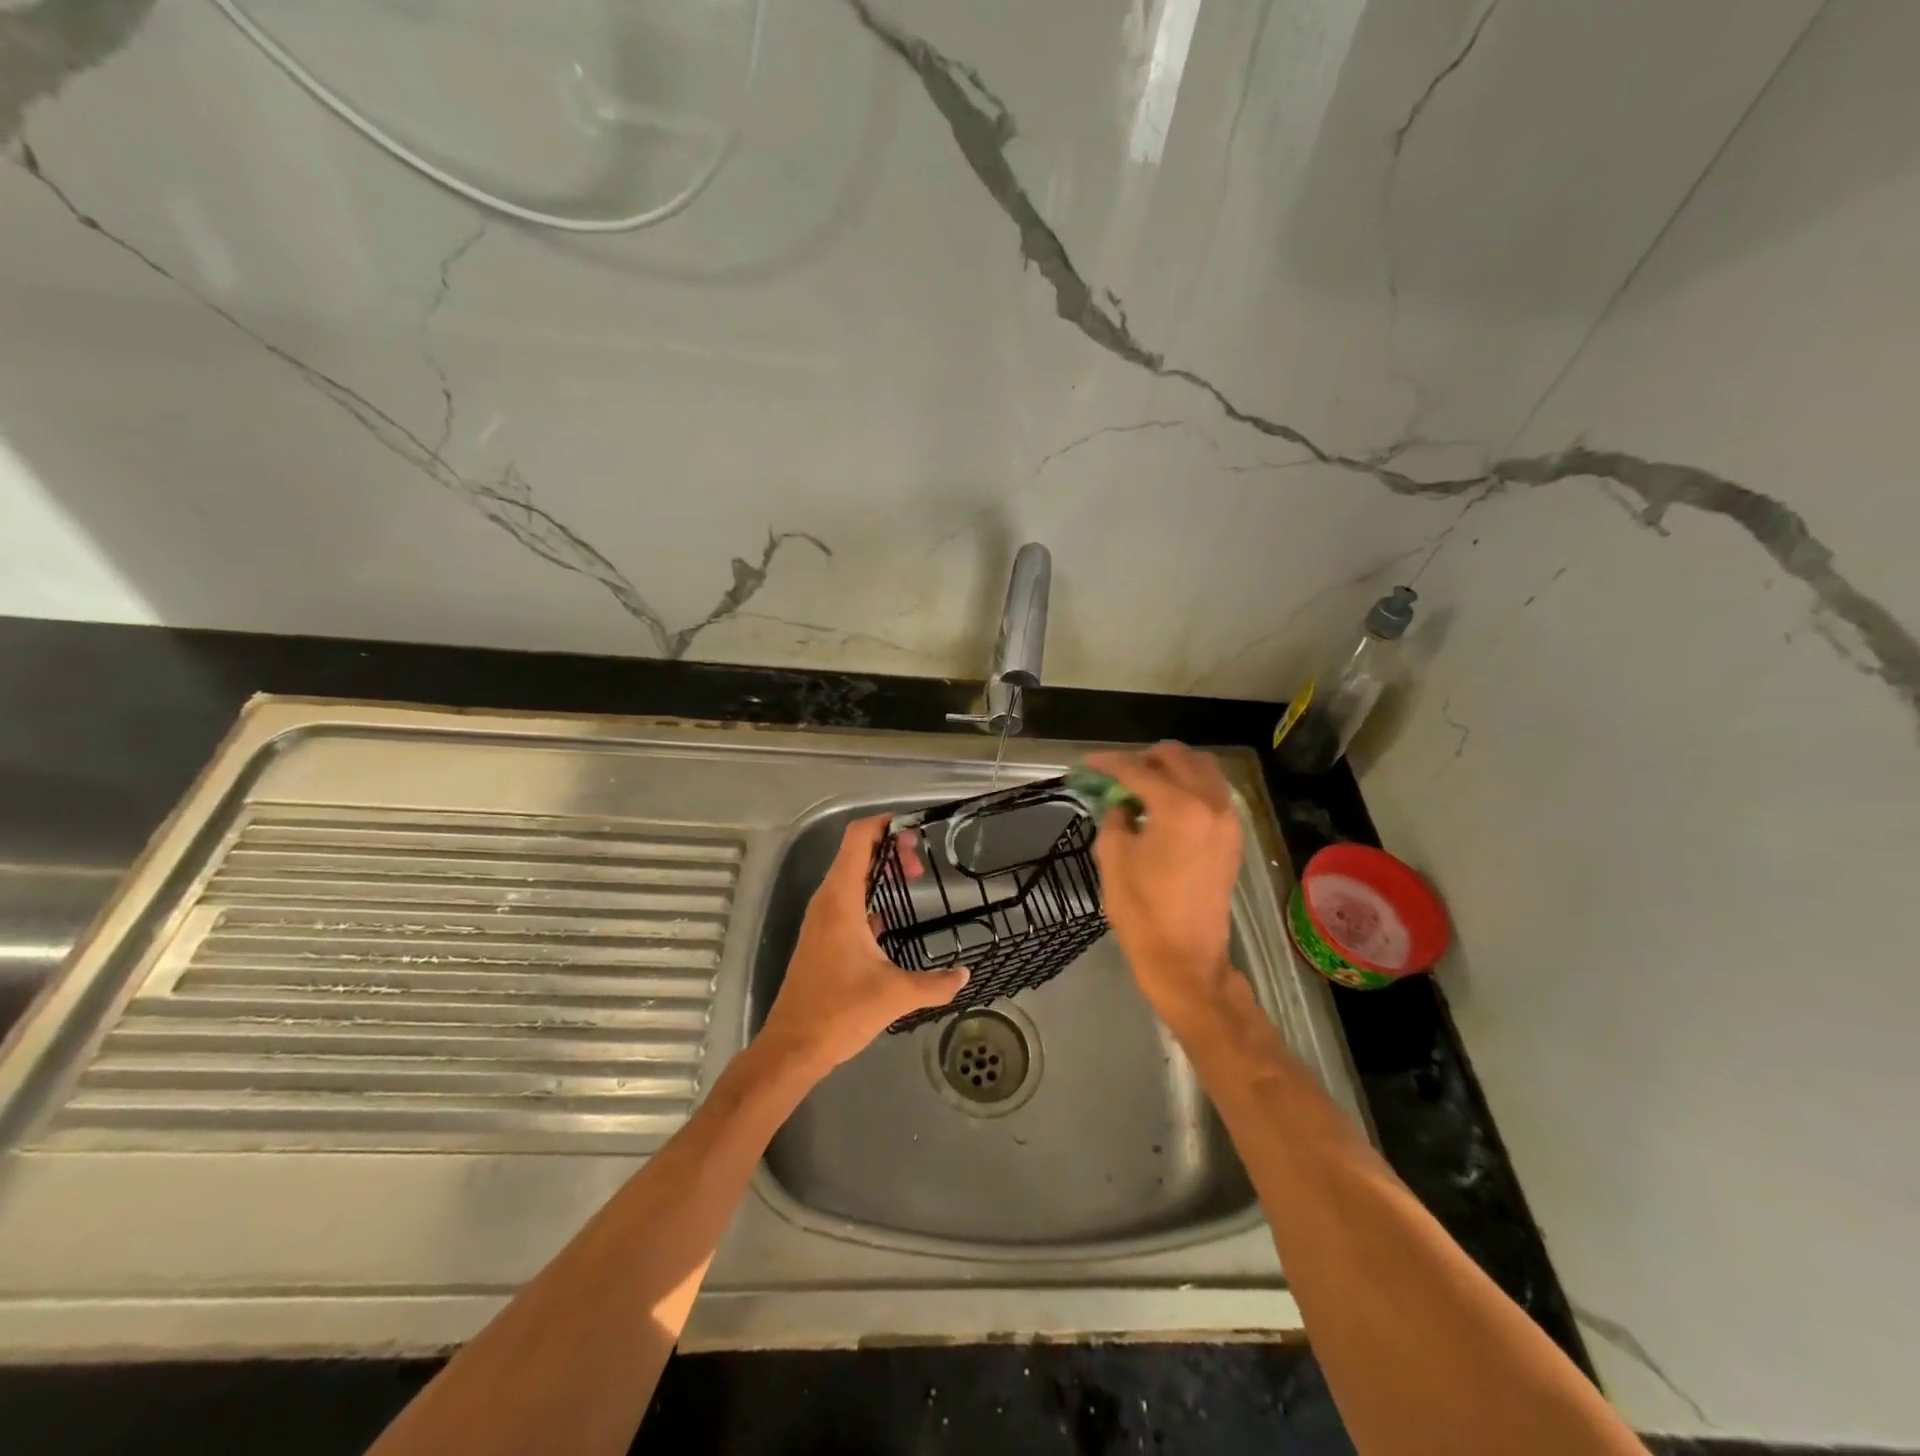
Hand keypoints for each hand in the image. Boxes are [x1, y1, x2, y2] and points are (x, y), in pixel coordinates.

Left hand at [758, 815, 969, 1076]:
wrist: (793, 1047)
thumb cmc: (840, 1012)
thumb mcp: (895, 995)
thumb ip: (935, 983)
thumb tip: (965, 975)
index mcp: (841, 900)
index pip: (857, 839)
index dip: (884, 824)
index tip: (915, 830)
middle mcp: (828, 902)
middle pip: (855, 853)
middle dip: (889, 849)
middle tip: (922, 866)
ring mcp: (822, 920)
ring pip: (851, 878)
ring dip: (880, 873)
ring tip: (914, 881)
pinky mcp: (822, 938)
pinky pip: (848, 901)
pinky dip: (870, 896)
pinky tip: (893, 917)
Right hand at [1085, 744, 1242, 1028]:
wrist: (1185, 957)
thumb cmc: (1142, 909)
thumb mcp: (1113, 856)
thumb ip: (1114, 816)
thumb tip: (1122, 802)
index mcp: (1179, 807)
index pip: (1138, 770)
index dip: (1108, 763)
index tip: (1088, 763)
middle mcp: (1211, 803)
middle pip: (1178, 757)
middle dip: (1145, 758)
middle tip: (1118, 773)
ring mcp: (1228, 820)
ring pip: (1203, 769)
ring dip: (1172, 768)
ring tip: (1144, 783)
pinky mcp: (1233, 837)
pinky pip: (1214, 792)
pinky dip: (1190, 786)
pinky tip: (1167, 803)